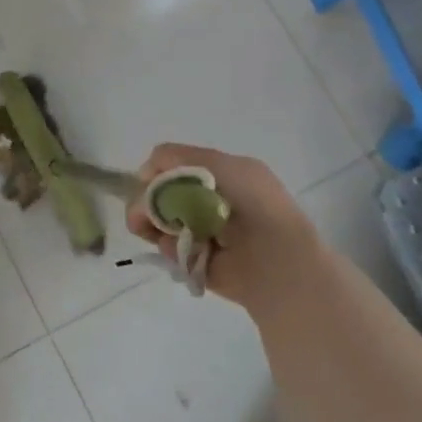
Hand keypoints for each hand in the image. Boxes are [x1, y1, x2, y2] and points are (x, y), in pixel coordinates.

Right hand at [125, 144, 332, 309]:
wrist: (279, 262)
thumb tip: (146, 175)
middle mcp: (207, 201)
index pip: (172, 166)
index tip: (147, 182)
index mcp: (220, 176)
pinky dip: (167, 247)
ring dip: (152, 223)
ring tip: (152, 230)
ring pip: (158, 221)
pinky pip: (168, 249)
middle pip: (159, 194)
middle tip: (142, 214)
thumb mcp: (222, 166)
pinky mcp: (196, 261)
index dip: (156, 171)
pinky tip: (176, 249)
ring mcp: (200, 232)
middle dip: (147, 200)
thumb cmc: (255, 205)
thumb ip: (179, 158)